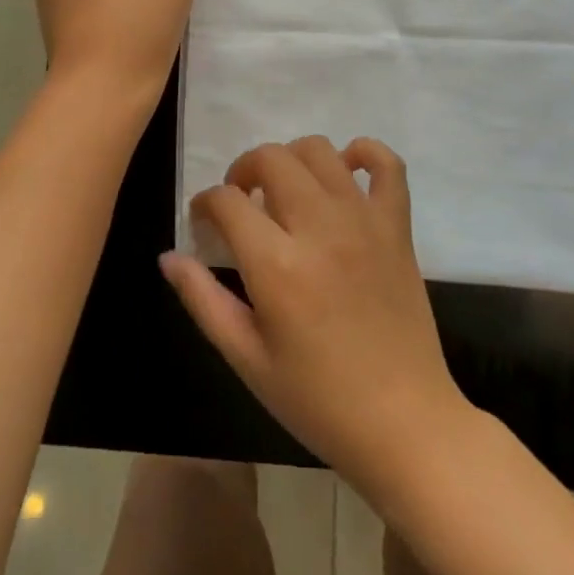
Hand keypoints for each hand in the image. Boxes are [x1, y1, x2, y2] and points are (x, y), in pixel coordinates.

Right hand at [161, 137, 467, 493]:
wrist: (404, 424)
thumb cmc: (317, 400)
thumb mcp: (247, 360)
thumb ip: (203, 301)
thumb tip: (169, 257)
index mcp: (277, 265)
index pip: (227, 200)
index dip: (206, 203)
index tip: (204, 221)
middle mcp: (319, 227)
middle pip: (271, 158)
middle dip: (244, 170)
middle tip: (242, 202)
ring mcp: (363, 221)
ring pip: (319, 150)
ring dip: (292, 159)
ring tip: (285, 191)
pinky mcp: (397, 226)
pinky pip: (387, 165)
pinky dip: (364, 153)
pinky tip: (346, 170)